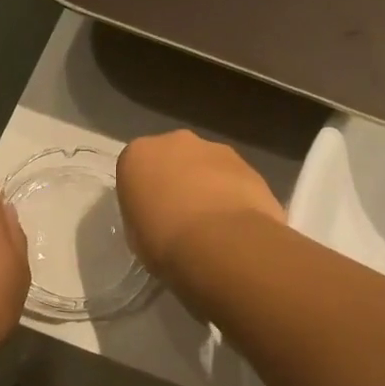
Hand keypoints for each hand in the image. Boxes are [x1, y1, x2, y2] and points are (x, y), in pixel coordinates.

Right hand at [116, 131, 285, 280]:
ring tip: (212, 227)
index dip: (143, 197)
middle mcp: (175, 142)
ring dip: (207, 188)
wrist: (222, 243)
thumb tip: (158, 219)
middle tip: (180, 219)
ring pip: (206, 167)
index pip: (135, 171)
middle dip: (176, 183)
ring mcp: (216, 150)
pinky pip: (234, 181)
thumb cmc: (164, 242)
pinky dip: (233, 198)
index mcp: (138, 155)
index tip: (150, 219)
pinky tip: (235, 227)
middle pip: (172, 160)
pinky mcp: (249, 166)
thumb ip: (144, 216)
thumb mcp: (136, 236)